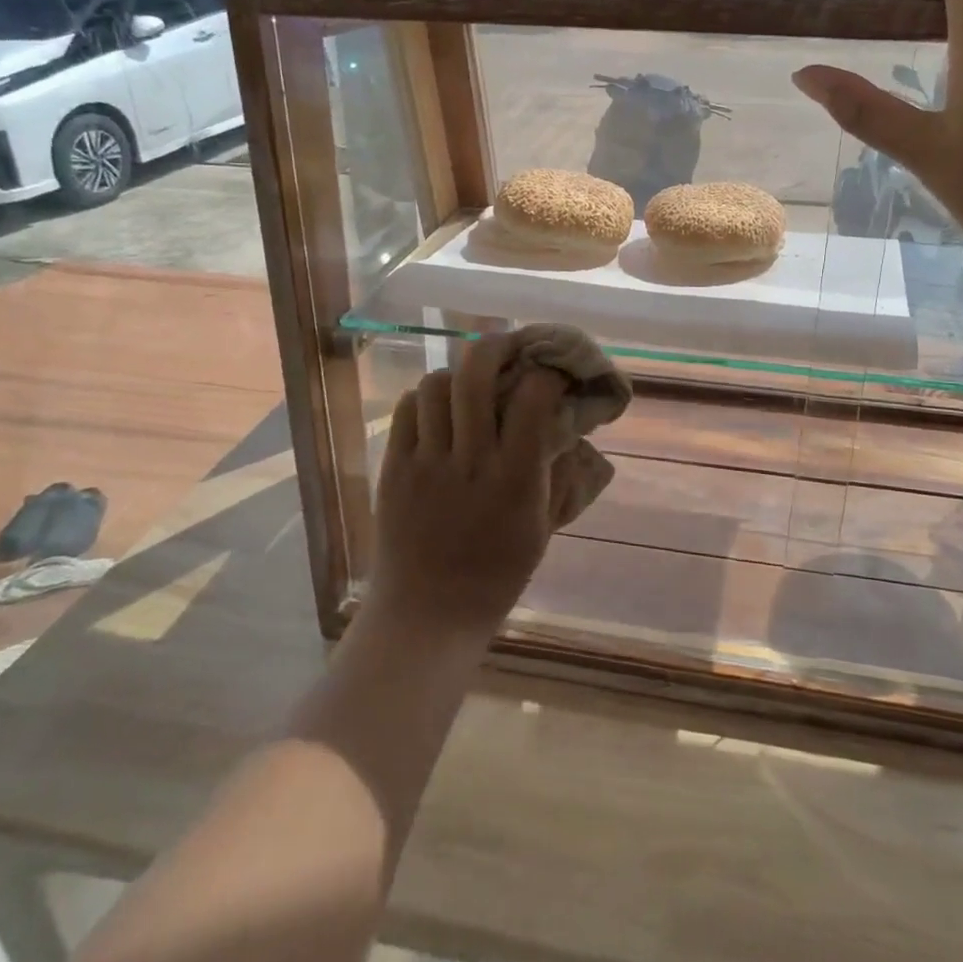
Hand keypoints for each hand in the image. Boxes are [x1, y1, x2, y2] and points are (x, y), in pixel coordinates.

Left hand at [371, 333, 568, 634]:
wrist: (426, 617)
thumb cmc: (495, 577)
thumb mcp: (541, 530)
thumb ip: (557, 476)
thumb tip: (569, 430)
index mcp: (514, 479)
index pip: (531, 398)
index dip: (545, 373)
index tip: (551, 371)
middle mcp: (469, 461)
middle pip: (475, 375)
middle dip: (494, 346)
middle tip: (506, 344)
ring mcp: (426, 463)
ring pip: (435, 386)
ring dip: (456, 375)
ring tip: (467, 384)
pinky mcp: (393, 469)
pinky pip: (405, 411)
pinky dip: (423, 399)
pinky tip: (437, 410)